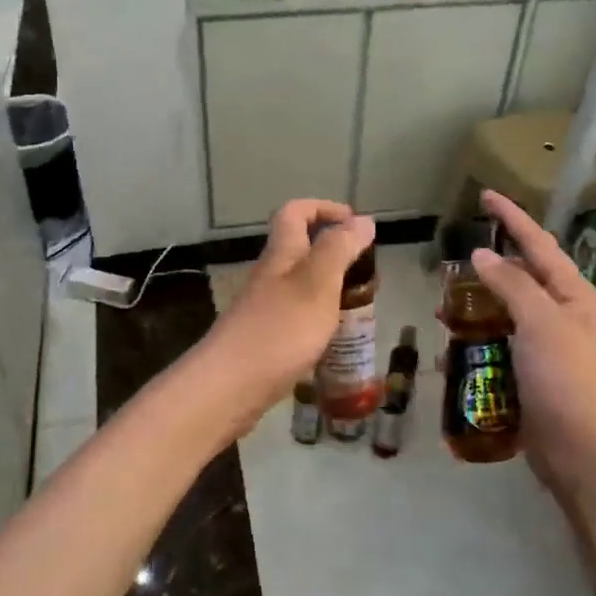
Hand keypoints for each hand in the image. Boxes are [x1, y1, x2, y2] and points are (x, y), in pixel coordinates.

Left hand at [194, 198, 375, 433]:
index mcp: (281, 255)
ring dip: (330, 290)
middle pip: (300, 249)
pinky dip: (320, 321)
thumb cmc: (279, 330)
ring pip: (301, 286)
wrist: (229, 387)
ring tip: (359, 310)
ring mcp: (264, 310)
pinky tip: (335, 343)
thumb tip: (362, 220)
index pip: (295, 212)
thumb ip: (340, 249)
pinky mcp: (265, 340)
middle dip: (335, 253)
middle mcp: (270, 277)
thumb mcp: (317, 283)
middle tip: (367, 275)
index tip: (356, 224)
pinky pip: (298, 318)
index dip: (324, 208)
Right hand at [468, 190, 595, 512]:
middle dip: (489, 269)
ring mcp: (551, 347)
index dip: (512, 218)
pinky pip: (503, 347)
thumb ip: (512, 285)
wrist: (585, 454)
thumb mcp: (540, 323)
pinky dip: (479, 343)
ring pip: (508, 314)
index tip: (485, 195)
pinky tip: (455, 351)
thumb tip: (483, 255)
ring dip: (478, 309)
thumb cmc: (566, 381)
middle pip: (523, 278)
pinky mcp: (535, 376)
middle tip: (453, 263)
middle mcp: (565, 315)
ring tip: (445, 309)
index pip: (539, 244)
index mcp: (574, 294)